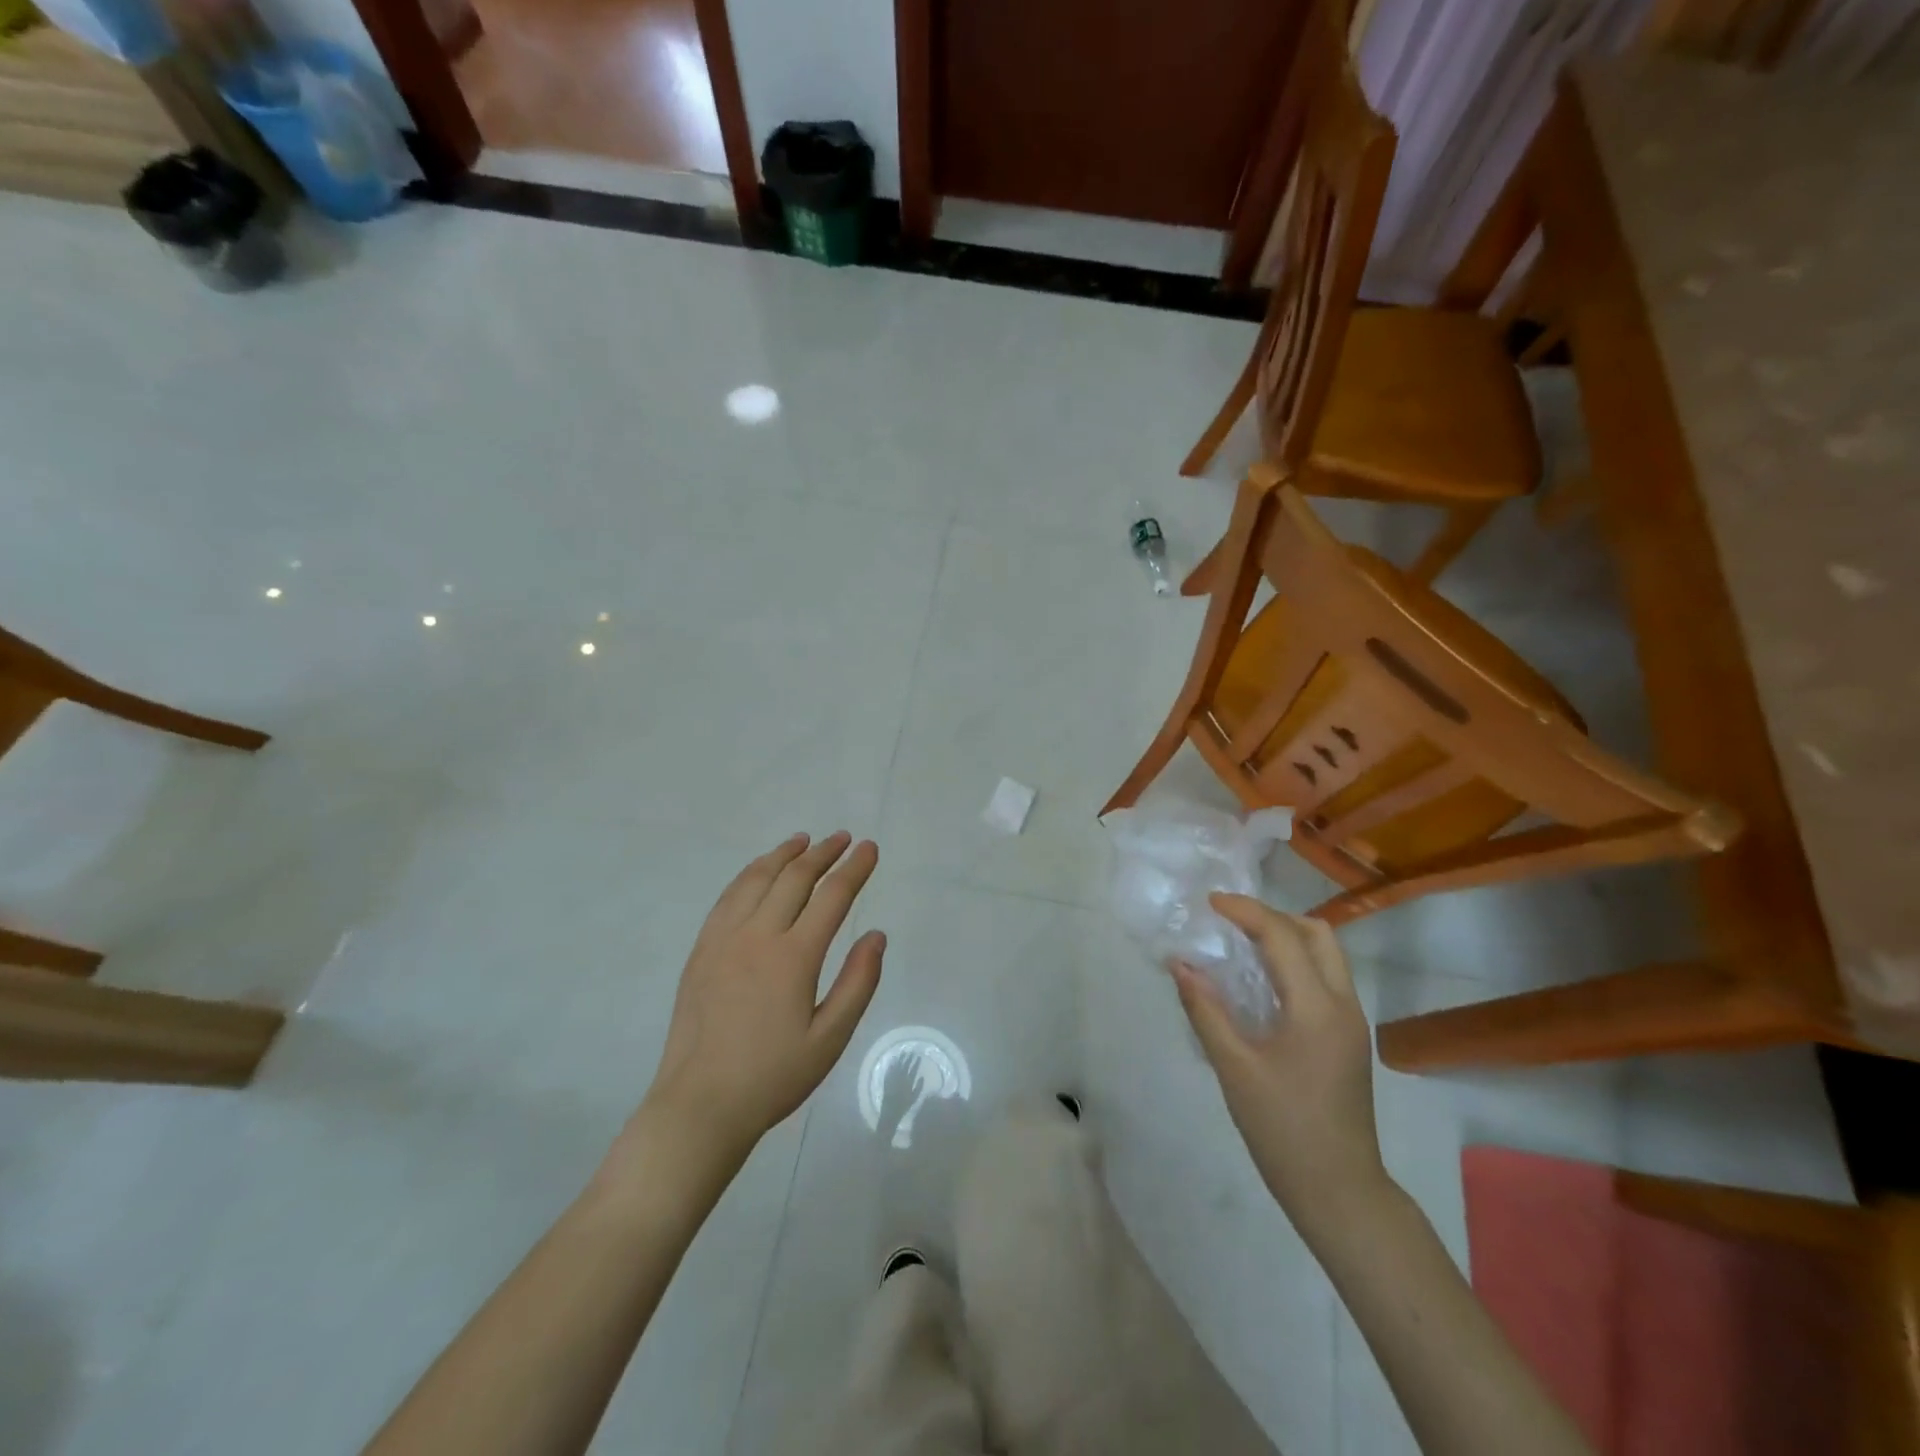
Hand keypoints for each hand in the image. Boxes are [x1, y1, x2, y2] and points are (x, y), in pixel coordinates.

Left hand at [641, 832, 885, 1158]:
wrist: (700, 1104)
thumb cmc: (773, 1076)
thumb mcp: (830, 1039)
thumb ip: (858, 983)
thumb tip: (876, 935)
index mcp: (793, 957)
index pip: (832, 896)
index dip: (855, 868)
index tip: (869, 848)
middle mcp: (757, 936)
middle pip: (794, 878)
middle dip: (823, 853)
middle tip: (843, 839)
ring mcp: (723, 939)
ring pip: (756, 879)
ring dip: (784, 855)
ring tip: (803, 841)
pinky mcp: (701, 950)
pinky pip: (728, 897)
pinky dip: (749, 874)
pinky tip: (758, 872)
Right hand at [1173, 895, 1389, 1239]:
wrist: (1339, 1191)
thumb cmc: (1283, 1129)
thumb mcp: (1234, 1068)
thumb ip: (1206, 1010)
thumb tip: (1180, 963)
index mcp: (1317, 1008)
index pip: (1282, 936)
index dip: (1245, 911)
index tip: (1209, 903)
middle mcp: (1343, 1005)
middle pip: (1317, 933)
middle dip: (1272, 917)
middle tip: (1229, 922)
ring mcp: (1352, 1022)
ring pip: (1326, 954)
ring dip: (1286, 937)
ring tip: (1241, 945)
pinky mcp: (1349, 1038)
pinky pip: (1325, 978)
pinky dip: (1294, 962)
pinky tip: (1261, 982)